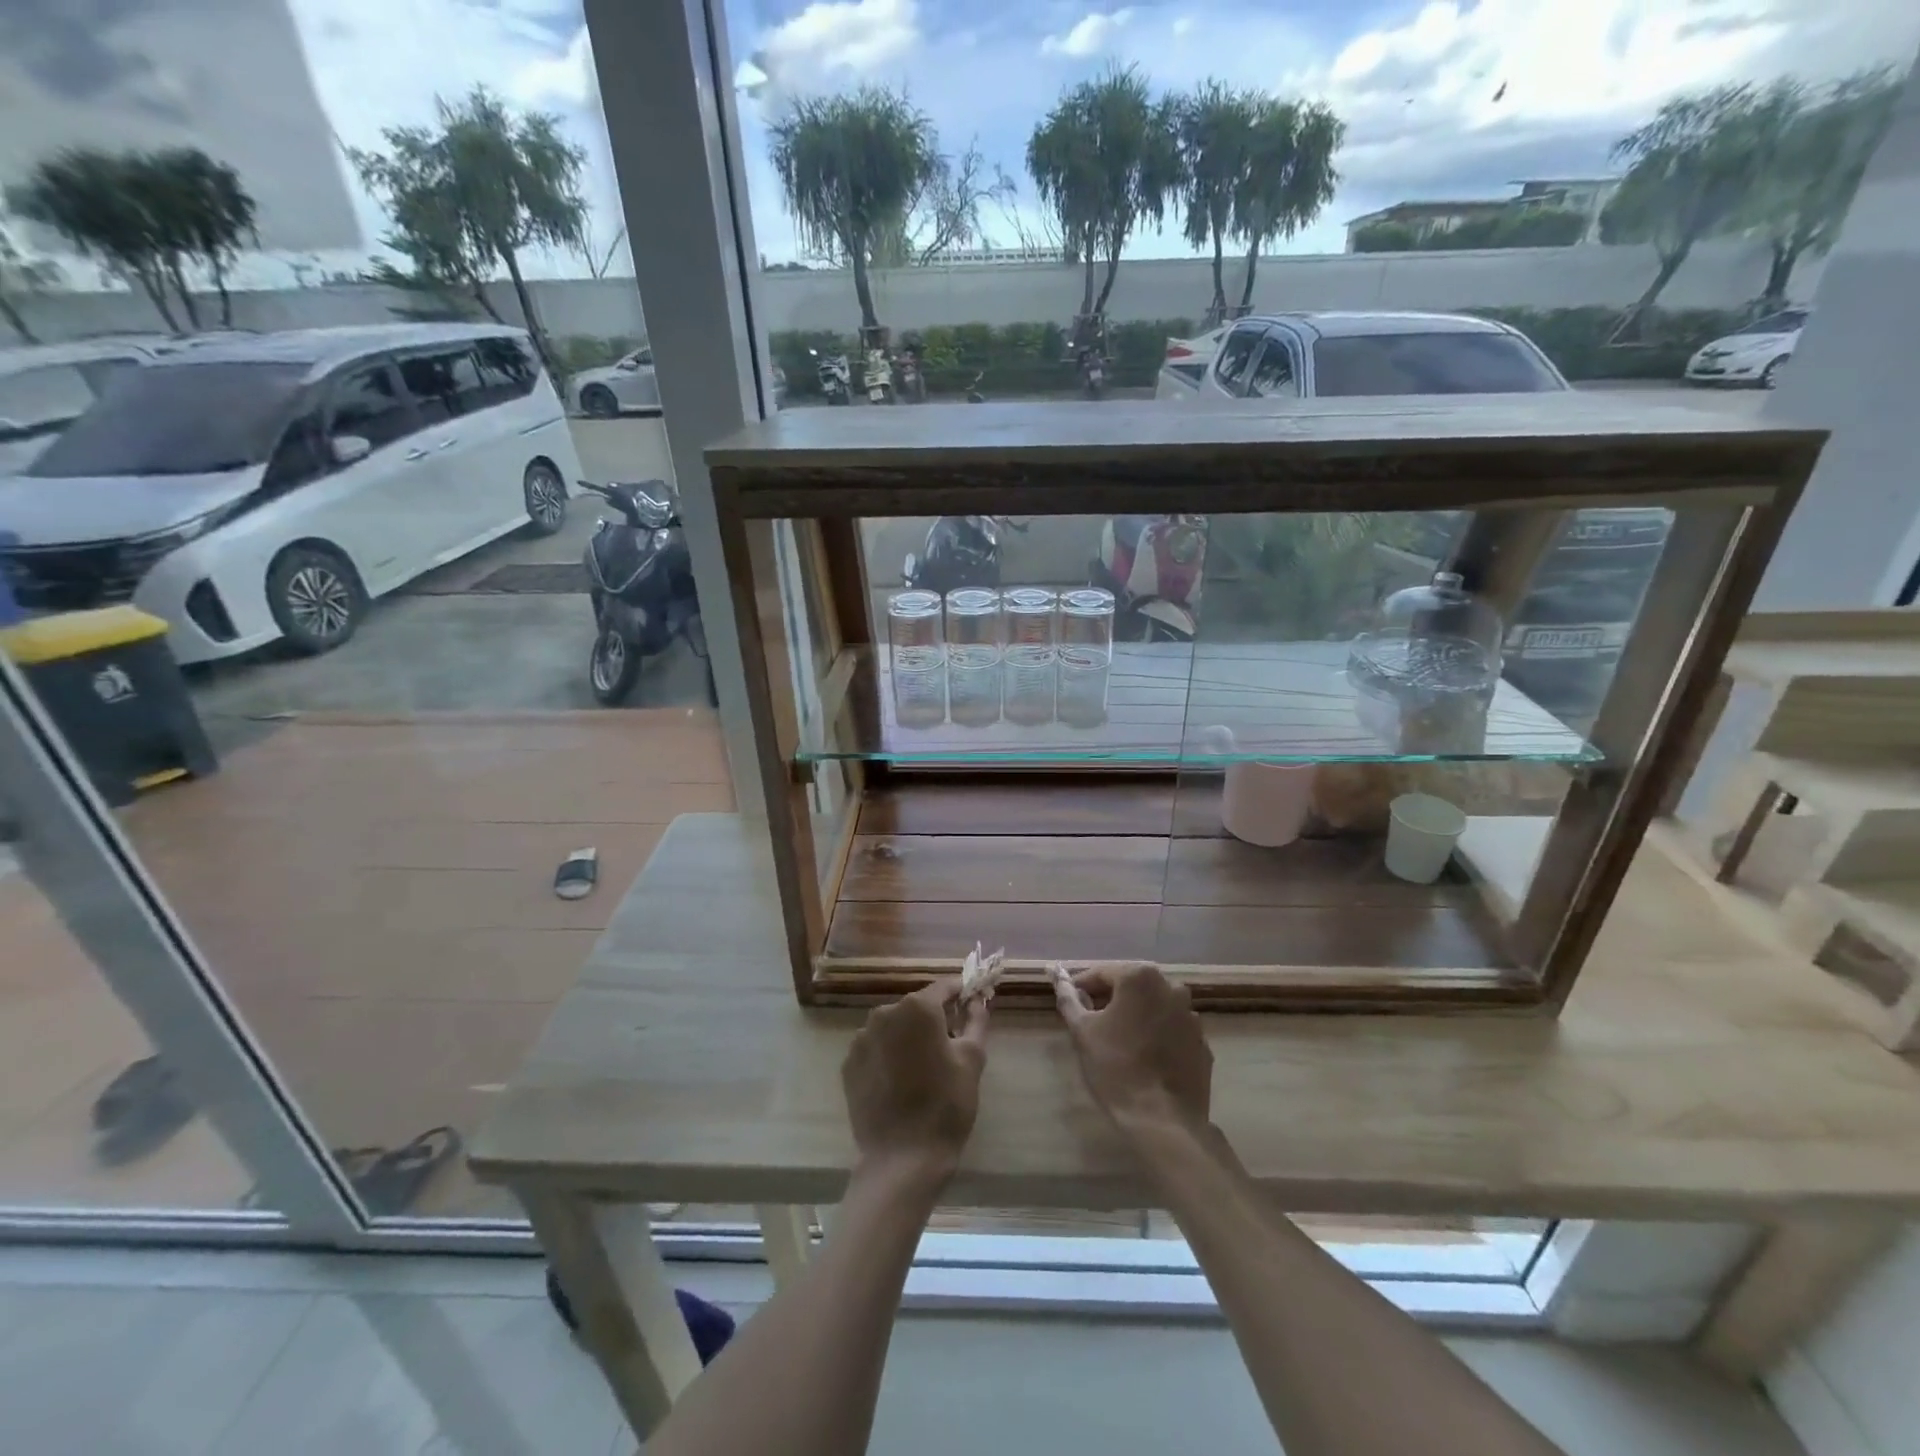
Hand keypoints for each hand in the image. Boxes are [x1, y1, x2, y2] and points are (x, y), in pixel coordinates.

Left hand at [842, 980, 987, 1185]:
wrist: (903, 1158)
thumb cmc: (946, 1104)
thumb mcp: (972, 1059)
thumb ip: (976, 1021)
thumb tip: (977, 1001)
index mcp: (918, 1008)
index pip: (943, 988)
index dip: (959, 993)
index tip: (971, 1002)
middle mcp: (885, 1013)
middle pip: (915, 1007)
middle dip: (933, 1018)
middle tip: (950, 1043)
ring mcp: (862, 1038)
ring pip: (893, 1027)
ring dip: (907, 1037)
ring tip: (922, 1066)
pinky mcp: (849, 1064)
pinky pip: (875, 1048)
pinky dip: (888, 1055)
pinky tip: (899, 1081)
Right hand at [1053, 962, 1212, 1136]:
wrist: (1163, 1121)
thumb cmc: (1116, 1068)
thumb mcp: (1082, 1031)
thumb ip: (1069, 999)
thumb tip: (1060, 980)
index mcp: (1140, 978)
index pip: (1102, 973)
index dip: (1082, 987)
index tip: (1071, 1004)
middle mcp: (1171, 987)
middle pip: (1131, 986)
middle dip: (1110, 999)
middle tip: (1091, 1021)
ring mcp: (1191, 1016)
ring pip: (1153, 1007)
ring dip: (1135, 1016)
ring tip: (1118, 1041)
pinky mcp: (1202, 1043)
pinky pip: (1172, 1030)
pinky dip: (1157, 1035)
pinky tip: (1144, 1057)